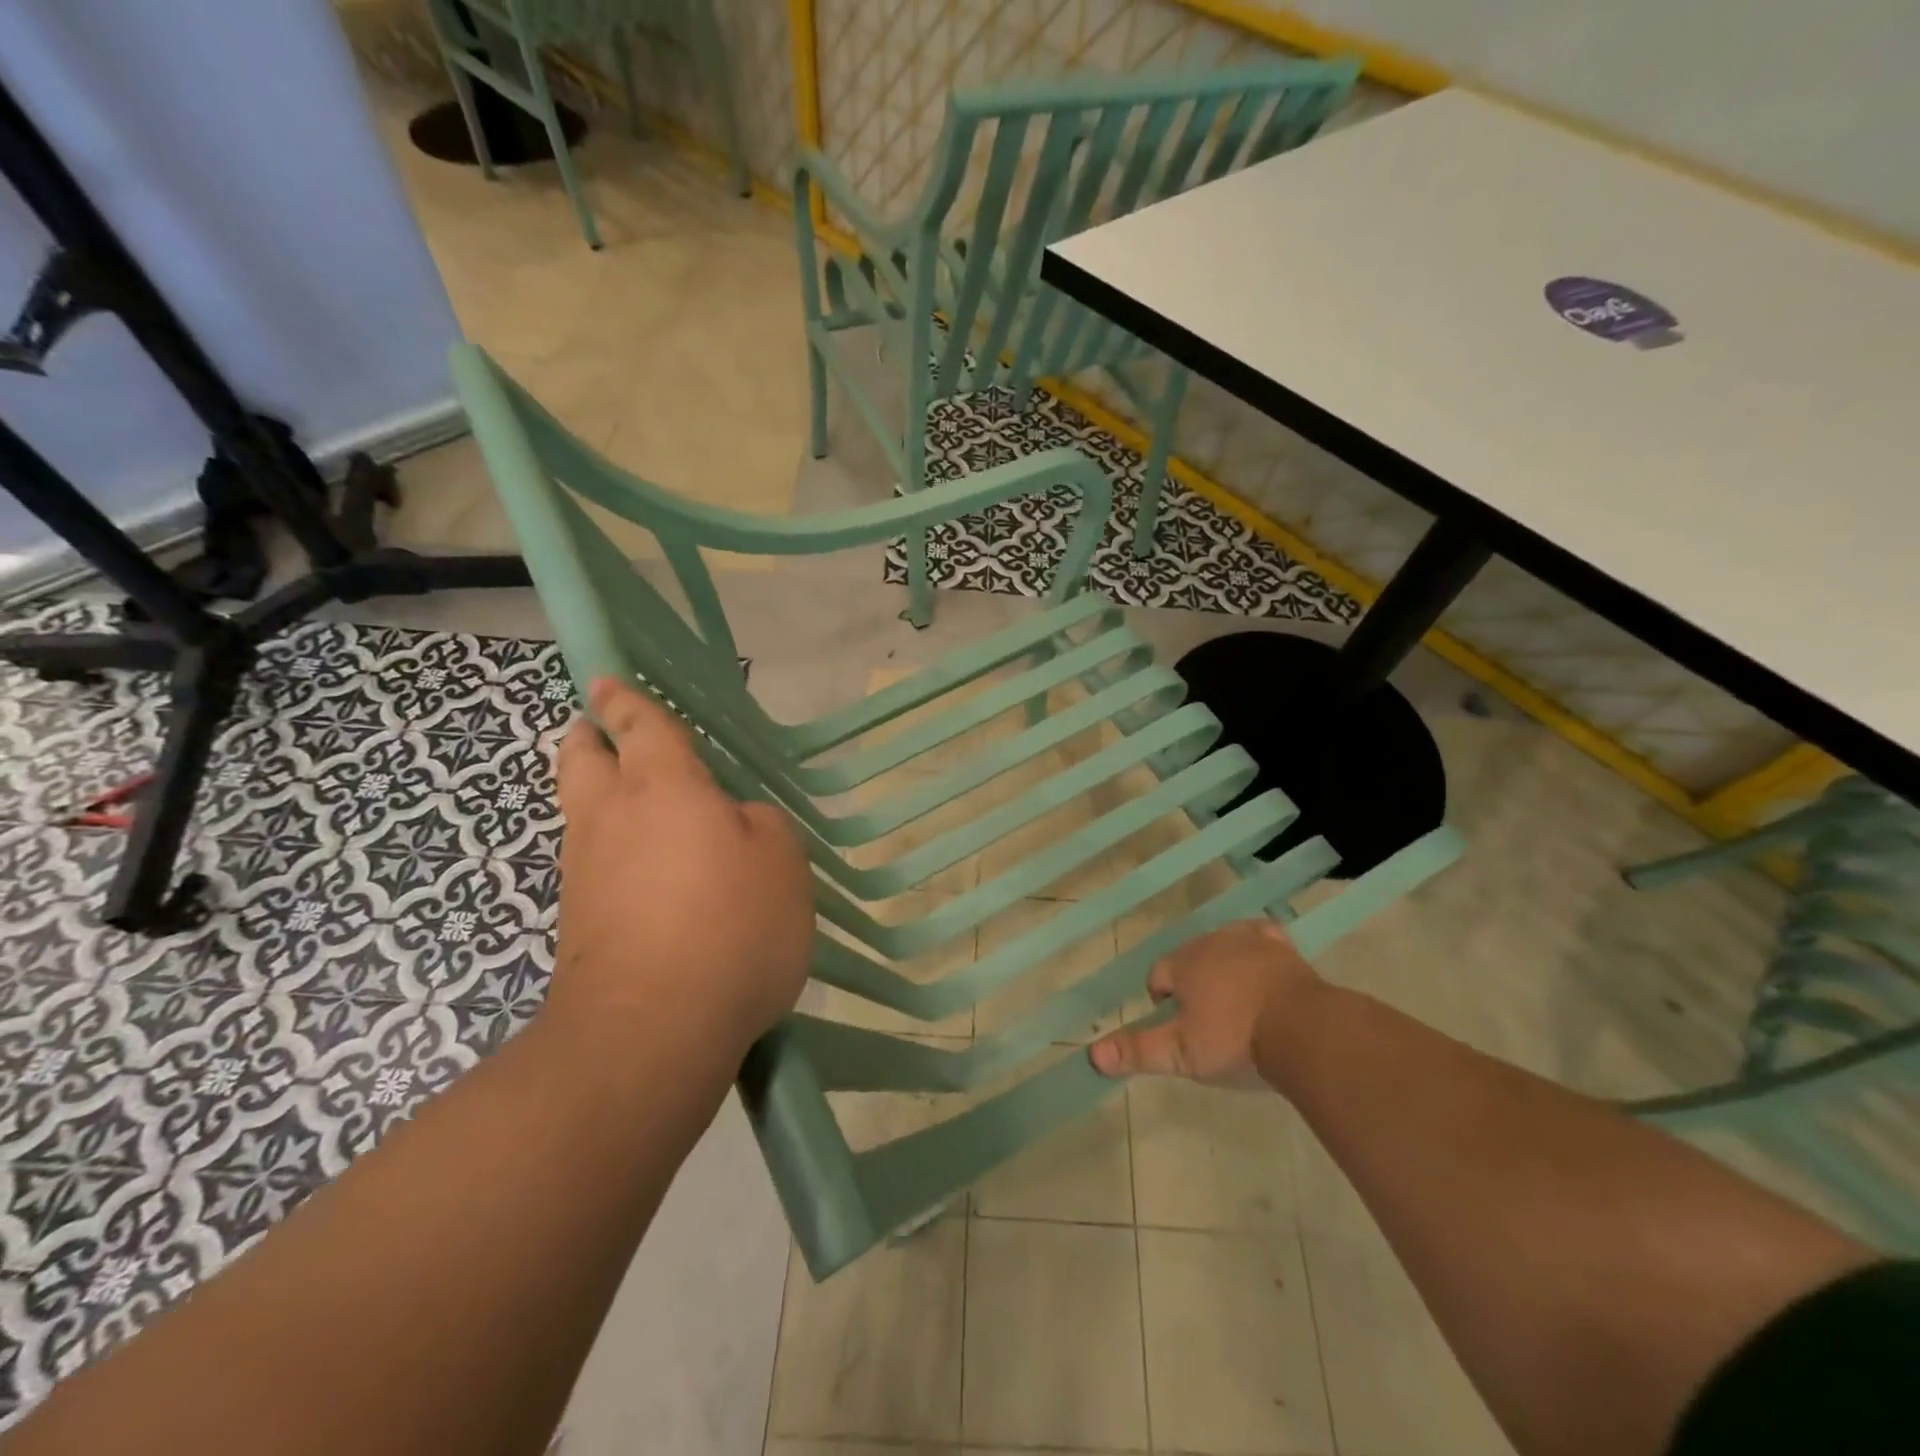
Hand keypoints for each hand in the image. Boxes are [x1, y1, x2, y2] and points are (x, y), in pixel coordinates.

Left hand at [543, 677, 814, 1067]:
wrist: (651, 1030)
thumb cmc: (730, 925)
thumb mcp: (780, 860)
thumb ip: (759, 824)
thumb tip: (733, 822)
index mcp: (662, 787)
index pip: (639, 725)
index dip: (625, 700)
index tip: (606, 681)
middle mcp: (611, 818)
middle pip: (581, 759)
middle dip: (588, 738)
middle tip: (599, 730)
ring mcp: (585, 873)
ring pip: (580, 812)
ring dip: (596, 794)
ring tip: (635, 800)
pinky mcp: (578, 924)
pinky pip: (592, 863)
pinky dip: (611, 850)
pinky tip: (647, 871)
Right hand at [1090, 918, 1320, 1088]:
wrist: (1305, 1032)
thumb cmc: (1236, 1041)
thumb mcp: (1181, 1054)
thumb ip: (1137, 1051)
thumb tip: (1092, 1056)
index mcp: (1184, 964)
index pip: (1158, 973)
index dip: (1162, 998)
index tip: (1176, 1026)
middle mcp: (1211, 943)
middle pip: (1189, 956)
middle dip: (1191, 981)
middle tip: (1205, 1019)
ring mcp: (1250, 941)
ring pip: (1223, 944)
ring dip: (1221, 964)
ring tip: (1231, 999)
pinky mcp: (1282, 948)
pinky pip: (1260, 935)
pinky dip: (1256, 946)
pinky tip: (1261, 962)